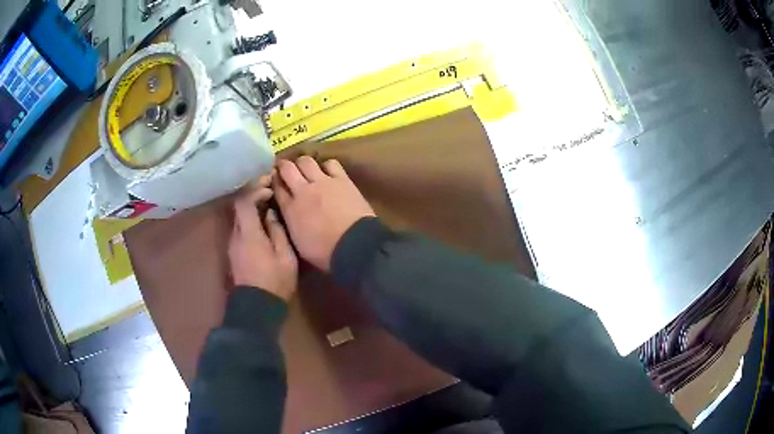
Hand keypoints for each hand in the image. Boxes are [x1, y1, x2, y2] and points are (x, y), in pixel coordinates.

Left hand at [229, 175, 297, 300]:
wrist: (257, 307)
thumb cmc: (274, 282)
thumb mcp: (285, 257)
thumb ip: (277, 231)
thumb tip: (271, 213)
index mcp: (248, 234)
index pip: (244, 201)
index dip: (256, 189)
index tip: (271, 187)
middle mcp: (236, 235)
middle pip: (239, 206)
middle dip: (253, 195)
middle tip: (271, 191)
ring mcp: (233, 245)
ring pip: (239, 217)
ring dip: (251, 207)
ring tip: (269, 204)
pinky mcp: (234, 252)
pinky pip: (240, 228)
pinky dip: (250, 219)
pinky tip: (263, 223)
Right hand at [274, 156, 375, 271]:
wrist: (353, 245)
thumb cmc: (324, 252)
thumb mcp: (297, 242)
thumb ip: (289, 223)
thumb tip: (287, 212)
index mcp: (290, 209)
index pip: (276, 187)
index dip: (274, 181)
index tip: (274, 180)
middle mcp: (302, 190)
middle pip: (287, 168)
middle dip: (283, 166)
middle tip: (285, 169)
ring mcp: (323, 182)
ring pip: (306, 161)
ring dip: (303, 163)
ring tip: (305, 169)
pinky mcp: (342, 180)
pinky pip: (331, 164)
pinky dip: (326, 166)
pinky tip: (327, 172)